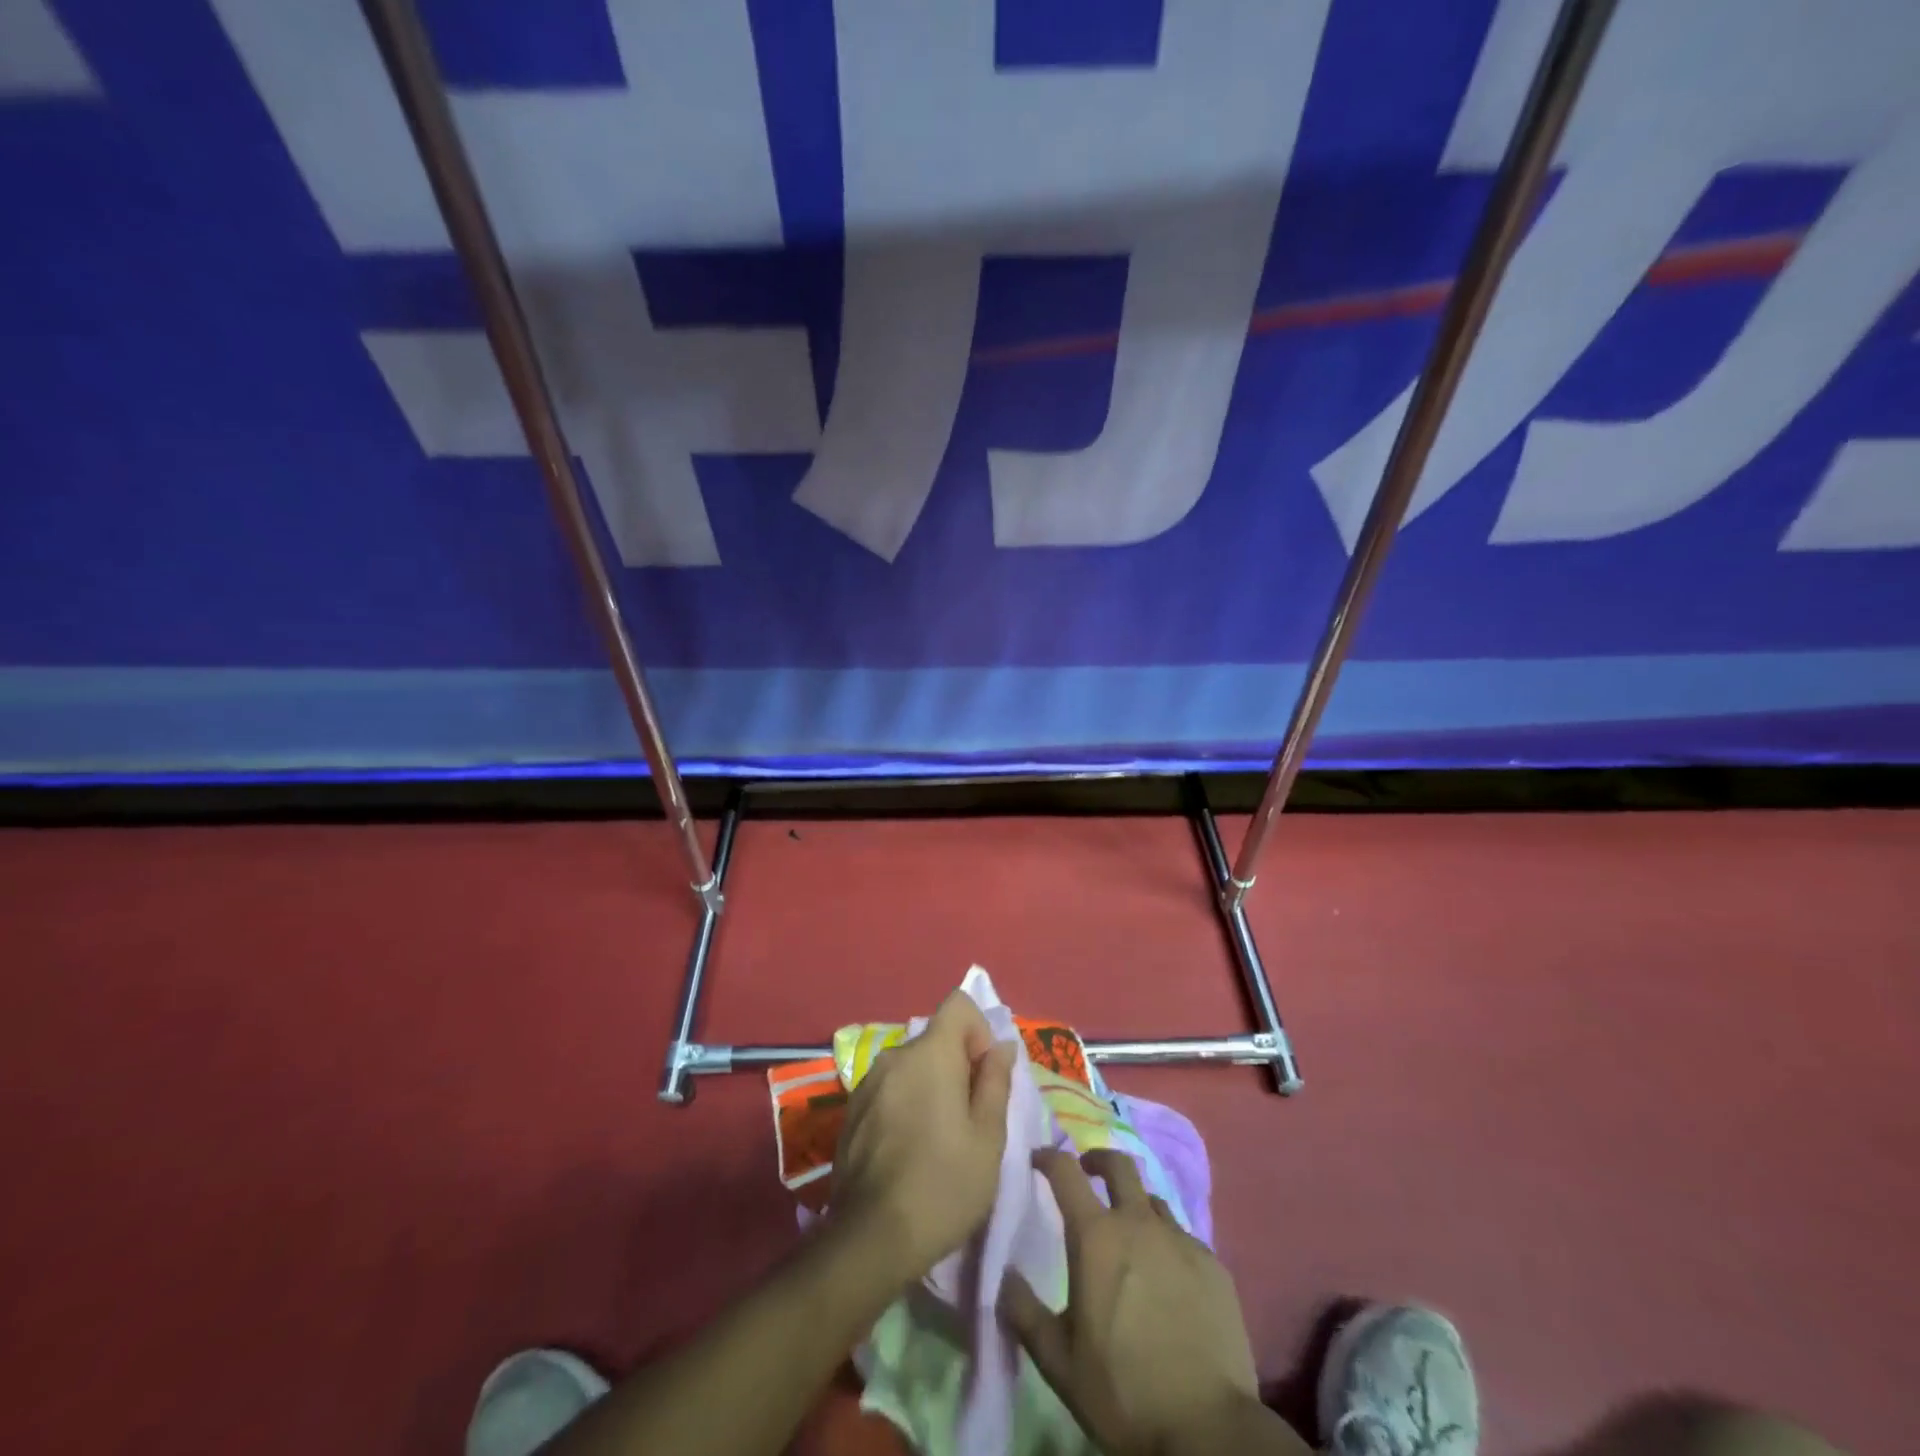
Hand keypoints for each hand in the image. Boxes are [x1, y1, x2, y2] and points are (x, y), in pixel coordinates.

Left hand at [830, 991, 1017, 1288]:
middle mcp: (894, 1056)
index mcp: (930, 1053)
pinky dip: (906, 1103)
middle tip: (970, 1118)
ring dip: (931, 1086)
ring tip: (940, 1139)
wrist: (871, 1239)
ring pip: (912, 1066)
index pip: (958, 1005)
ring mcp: (867, 1083)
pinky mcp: (851, 1111)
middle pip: (935, 1039)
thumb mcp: (989, 1137)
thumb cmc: (944, 1184)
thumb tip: (1001, 1046)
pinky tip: (910, 1150)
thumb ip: (996, 1081)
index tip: (984, 1075)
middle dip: (958, 1065)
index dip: (979, 1030)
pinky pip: (890, 1089)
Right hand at [1001, 1148, 1265, 1455]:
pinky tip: (1167, 1278)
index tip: (1037, 1160)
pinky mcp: (1214, 1265)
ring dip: (1134, 1205)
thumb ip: (1024, 1312)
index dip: (1048, 1157)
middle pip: (1118, 1165)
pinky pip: (1183, 1238)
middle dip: (1097, 1160)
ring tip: (1129, 1234)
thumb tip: (1004, 1275)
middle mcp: (1139, 1223)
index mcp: (1096, 1236)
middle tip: (1087, 1174)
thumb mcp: (1058, 1361)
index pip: (1065, 1171)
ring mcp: (1181, 1240)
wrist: (1208, 1431)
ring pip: (1152, 1201)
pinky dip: (1167, 1244)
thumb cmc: (1123, 1392)